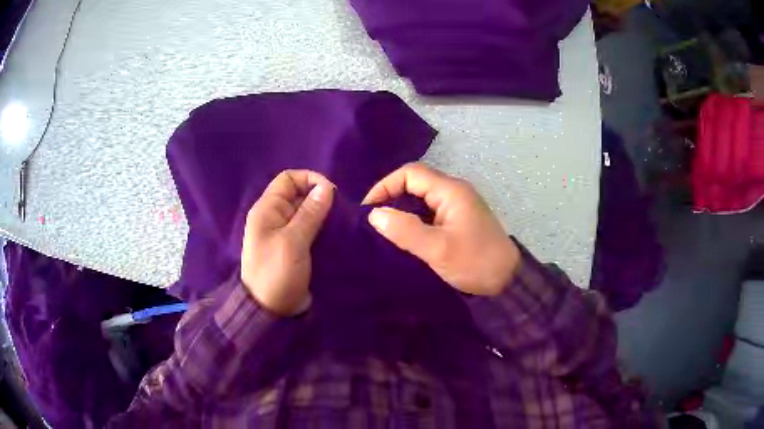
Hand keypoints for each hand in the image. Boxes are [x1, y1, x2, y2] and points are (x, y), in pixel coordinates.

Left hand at [241, 170, 334, 314]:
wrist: (269, 310)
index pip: (288, 179)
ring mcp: (285, 233)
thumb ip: (310, 213)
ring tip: (341, 224)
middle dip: (320, 198)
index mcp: (267, 209)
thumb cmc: (276, 273)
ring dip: (324, 215)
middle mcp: (275, 217)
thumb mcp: (293, 241)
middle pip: (299, 195)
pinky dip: (322, 229)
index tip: (331, 193)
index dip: (310, 179)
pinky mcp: (294, 248)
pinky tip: (336, 235)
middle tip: (339, 212)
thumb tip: (327, 187)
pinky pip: (310, 230)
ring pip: (307, 213)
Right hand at [363, 163, 519, 295]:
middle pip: (416, 182)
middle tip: (373, 220)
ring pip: (422, 198)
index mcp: (451, 191)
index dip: (385, 186)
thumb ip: (405, 230)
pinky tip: (404, 235)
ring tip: (383, 228)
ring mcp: (458, 206)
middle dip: (391, 197)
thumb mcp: (438, 249)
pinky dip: (414, 219)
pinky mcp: (459, 220)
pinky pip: (430, 211)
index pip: (410, 174)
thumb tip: (374, 215)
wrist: (508, 280)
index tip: (368, 209)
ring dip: (402, 209)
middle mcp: (454, 191)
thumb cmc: (475, 262)